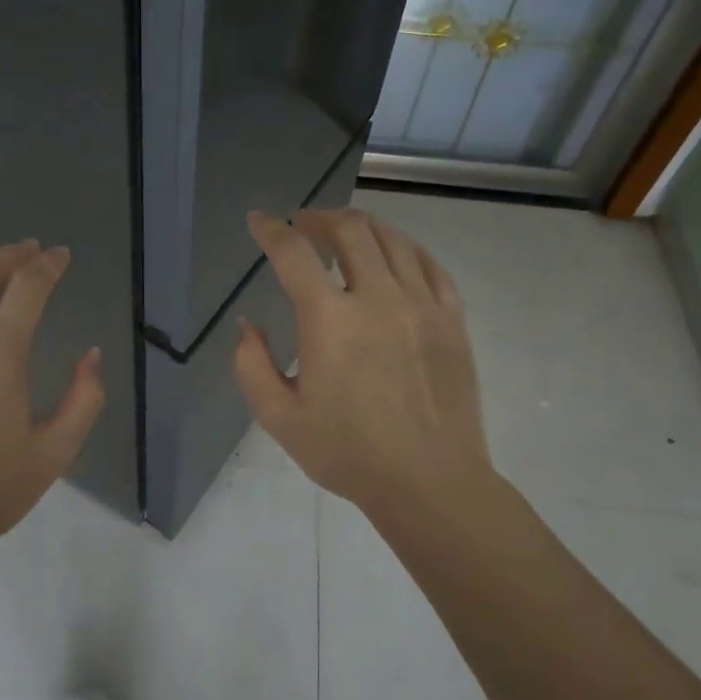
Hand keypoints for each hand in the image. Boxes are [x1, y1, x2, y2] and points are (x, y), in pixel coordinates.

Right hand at [233, 208, 494, 525]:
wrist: (429, 481)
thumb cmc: (347, 453)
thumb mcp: (279, 418)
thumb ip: (251, 365)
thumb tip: (248, 325)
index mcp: (330, 320)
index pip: (294, 254)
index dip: (271, 231)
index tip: (259, 221)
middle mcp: (378, 298)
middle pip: (350, 230)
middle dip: (319, 218)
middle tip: (303, 225)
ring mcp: (422, 305)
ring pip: (392, 239)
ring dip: (361, 226)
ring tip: (345, 233)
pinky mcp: (452, 319)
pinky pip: (429, 264)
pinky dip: (405, 248)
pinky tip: (394, 255)